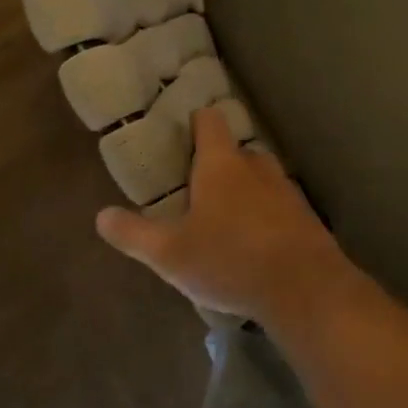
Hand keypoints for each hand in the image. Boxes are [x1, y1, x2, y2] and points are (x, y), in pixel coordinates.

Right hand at [95, 106, 356, 326]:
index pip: (209, 120)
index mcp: (221, 163)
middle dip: (217, 165)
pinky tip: (255, 244)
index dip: (195, 122)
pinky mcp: (305, 215)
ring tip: (224, 220)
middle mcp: (256, 166)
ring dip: (243, 191)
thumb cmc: (230, 259)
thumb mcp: (170, 253)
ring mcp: (286, 188)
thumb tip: (101, 216)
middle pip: (235, 151)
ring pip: (259, 178)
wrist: (304, 287)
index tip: (182, 134)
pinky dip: (265, 215)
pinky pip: (278, 205)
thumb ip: (134, 233)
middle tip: (196, 190)